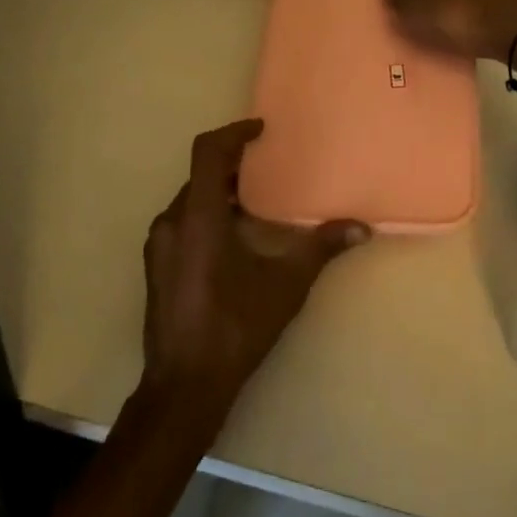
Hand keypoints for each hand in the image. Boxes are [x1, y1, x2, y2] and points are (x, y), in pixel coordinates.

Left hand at [141, 120, 368, 416]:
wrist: (184, 386)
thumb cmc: (235, 327)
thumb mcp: (285, 286)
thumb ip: (320, 249)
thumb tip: (361, 228)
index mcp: (198, 215)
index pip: (208, 151)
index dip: (234, 133)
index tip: (260, 130)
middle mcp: (171, 221)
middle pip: (199, 174)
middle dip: (232, 166)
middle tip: (265, 169)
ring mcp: (158, 245)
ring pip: (190, 200)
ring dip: (219, 194)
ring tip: (254, 206)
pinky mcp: (155, 266)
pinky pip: (181, 223)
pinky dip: (206, 216)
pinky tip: (232, 242)